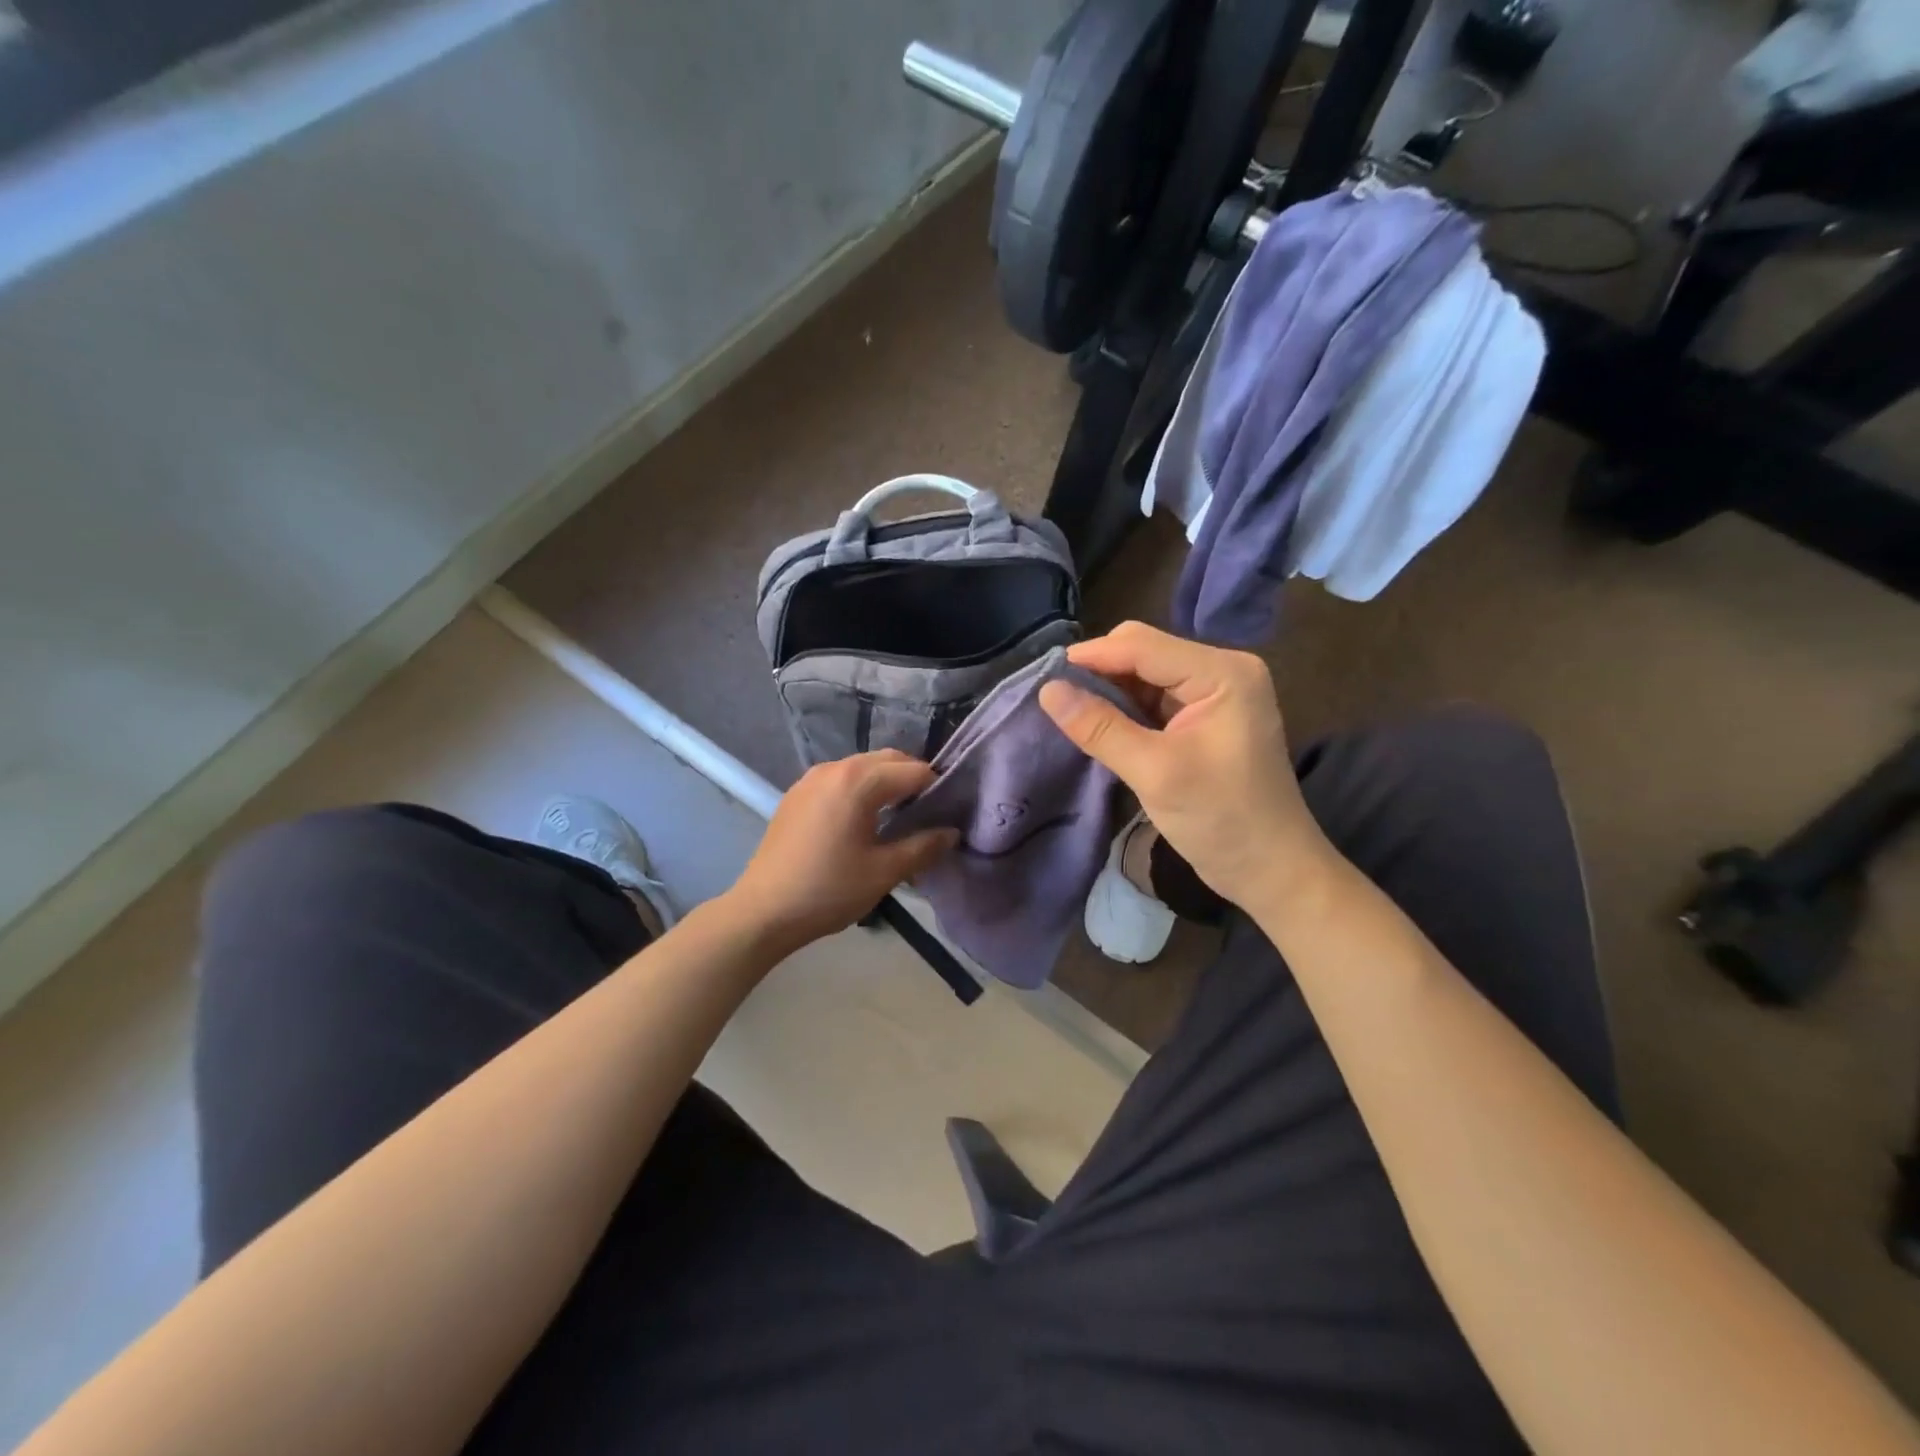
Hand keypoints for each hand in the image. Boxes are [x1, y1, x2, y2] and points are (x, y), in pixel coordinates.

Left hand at [729, 750, 958, 954]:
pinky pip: (840, 779)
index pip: (914, 771)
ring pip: (863, 767)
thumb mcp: (884, 872)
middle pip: (888, 760)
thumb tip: (951, 832)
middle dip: (913, 780)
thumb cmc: (829, 890)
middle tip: (929, 814)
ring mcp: (811, 778)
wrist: (763, 911)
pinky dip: (861, 789)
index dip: (938, 789)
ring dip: (886, 783)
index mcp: (858, 781)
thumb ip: (923, 846)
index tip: (949, 814)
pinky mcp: (797, 793)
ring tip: (898, 818)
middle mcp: (835, 767)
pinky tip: (863, 821)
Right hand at [1039, 622, 1335, 908]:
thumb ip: (1100, 728)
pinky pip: (1153, 697)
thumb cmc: (1222, 820)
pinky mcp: (1204, 715)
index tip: (1042, 675)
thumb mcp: (1155, 773)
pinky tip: (1098, 723)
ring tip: (1070, 711)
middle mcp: (1221, 670)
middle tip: (1056, 698)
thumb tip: (1047, 691)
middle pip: (1143, 651)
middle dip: (1099, 671)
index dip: (1091, 656)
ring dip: (1109, 689)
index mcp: (1222, 673)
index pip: (1142, 646)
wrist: (1271, 869)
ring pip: (1144, 673)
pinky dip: (1124, 707)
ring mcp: (1214, 692)